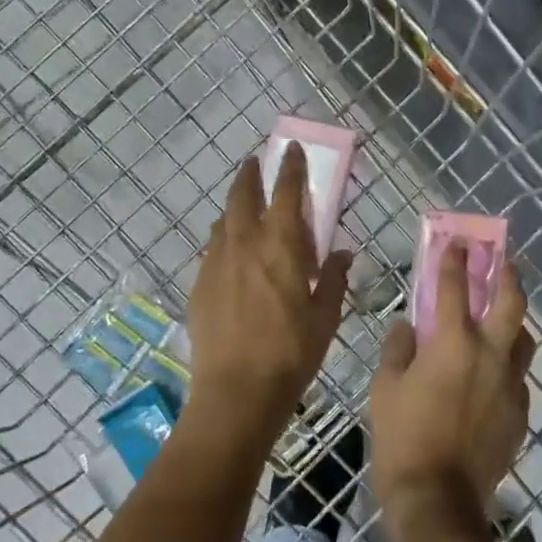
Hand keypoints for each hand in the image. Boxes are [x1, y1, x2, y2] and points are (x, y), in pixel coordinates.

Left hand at [186, 145, 351, 453]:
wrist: (236, 391)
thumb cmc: (291, 352)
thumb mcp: (325, 317)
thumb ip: (333, 279)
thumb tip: (342, 254)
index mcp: (281, 246)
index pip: (287, 192)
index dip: (291, 167)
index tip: (291, 150)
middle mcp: (244, 244)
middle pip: (243, 195)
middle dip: (250, 174)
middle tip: (255, 163)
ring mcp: (216, 263)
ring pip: (223, 221)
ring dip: (235, 207)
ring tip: (244, 209)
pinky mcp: (199, 285)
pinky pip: (212, 250)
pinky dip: (223, 239)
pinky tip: (230, 255)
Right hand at [369, 240, 533, 536]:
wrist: (439, 499)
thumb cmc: (402, 438)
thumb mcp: (385, 388)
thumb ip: (398, 349)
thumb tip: (408, 327)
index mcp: (453, 343)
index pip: (454, 287)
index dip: (454, 260)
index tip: (457, 242)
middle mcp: (490, 354)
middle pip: (511, 302)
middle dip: (507, 275)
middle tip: (502, 263)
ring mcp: (510, 384)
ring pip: (522, 339)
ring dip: (512, 321)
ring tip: (500, 319)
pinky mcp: (520, 412)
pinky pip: (518, 377)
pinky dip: (507, 365)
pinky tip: (493, 375)